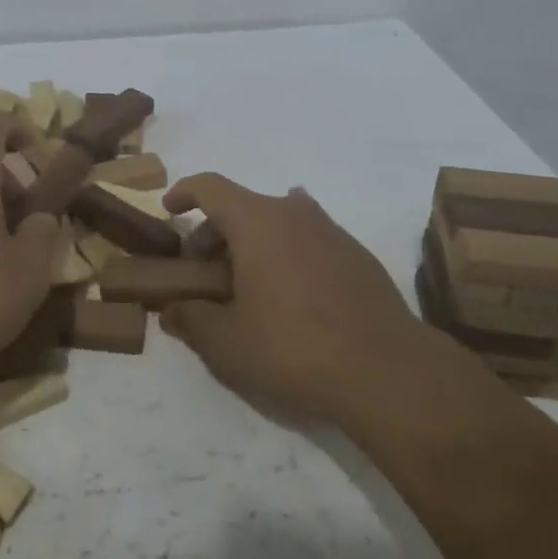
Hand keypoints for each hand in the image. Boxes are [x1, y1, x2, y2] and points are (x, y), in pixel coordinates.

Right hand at [160, 174, 430, 425]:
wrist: (387, 371)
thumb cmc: (294, 347)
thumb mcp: (227, 343)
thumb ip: (191, 320)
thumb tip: (171, 311)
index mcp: (257, 221)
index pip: (210, 187)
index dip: (184, 192)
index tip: (170, 209)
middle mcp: (294, 213)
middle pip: (243, 206)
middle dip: (215, 232)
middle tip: (205, 272)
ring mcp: (332, 231)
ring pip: (279, 222)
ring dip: (254, 243)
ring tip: (246, 284)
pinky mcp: (358, 256)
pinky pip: (309, 241)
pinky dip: (288, 255)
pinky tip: (291, 295)